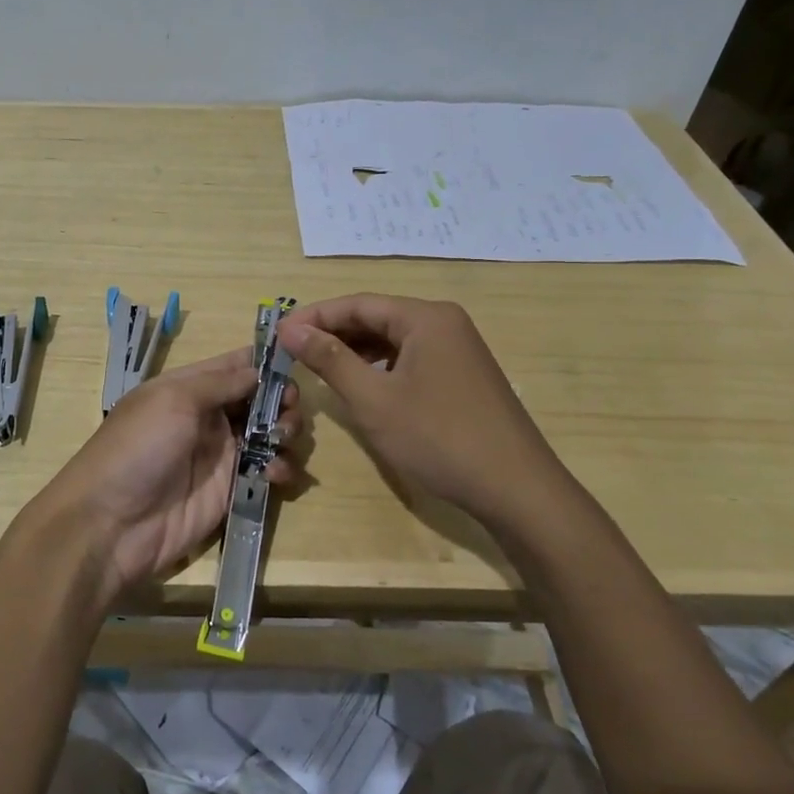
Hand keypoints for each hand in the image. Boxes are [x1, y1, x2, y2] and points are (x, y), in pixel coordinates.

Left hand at [34, 348, 301, 604]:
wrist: (111, 524)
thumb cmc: (139, 448)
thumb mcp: (174, 400)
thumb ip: (220, 382)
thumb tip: (258, 370)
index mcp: (188, 388)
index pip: (234, 365)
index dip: (265, 361)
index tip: (295, 361)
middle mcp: (207, 416)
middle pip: (258, 398)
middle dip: (282, 399)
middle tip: (289, 409)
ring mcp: (220, 454)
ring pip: (269, 433)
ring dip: (285, 431)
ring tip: (284, 439)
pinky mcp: (231, 490)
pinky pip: (267, 471)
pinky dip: (281, 468)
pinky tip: (276, 474)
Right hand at [277, 294, 563, 521]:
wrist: (516, 489)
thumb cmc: (438, 439)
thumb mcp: (374, 400)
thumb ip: (330, 359)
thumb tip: (290, 329)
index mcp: (425, 317)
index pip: (358, 303)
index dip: (314, 316)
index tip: (277, 333)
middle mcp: (444, 322)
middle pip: (377, 317)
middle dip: (333, 333)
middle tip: (292, 352)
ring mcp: (458, 349)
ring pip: (393, 339)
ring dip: (355, 351)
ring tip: (319, 368)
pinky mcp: (463, 375)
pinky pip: (411, 358)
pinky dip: (381, 367)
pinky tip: (362, 385)